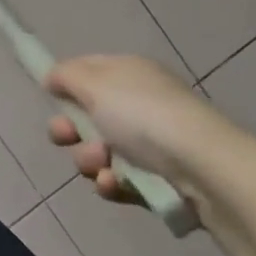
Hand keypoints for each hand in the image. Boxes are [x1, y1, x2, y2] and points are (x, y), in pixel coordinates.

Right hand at [44, 55, 236, 204]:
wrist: (205, 169)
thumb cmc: (144, 116)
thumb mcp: (96, 84)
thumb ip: (66, 76)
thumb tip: (52, 76)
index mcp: (128, 74)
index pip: (88, 72)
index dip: (66, 85)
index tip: (50, 98)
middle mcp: (139, 104)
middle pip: (88, 116)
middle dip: (71, 130)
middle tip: (66, 137)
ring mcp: (150, 144)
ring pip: (100, 152)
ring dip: (90, 160)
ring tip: (102, 165)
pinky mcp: (158, 180)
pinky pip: (120, 180)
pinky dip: (112, 183)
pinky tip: (114, 184)